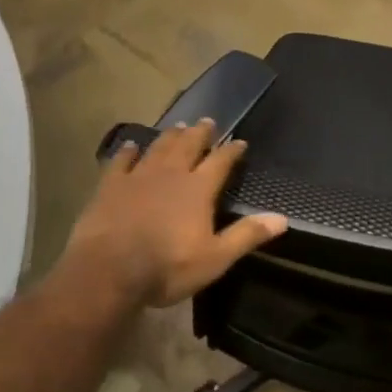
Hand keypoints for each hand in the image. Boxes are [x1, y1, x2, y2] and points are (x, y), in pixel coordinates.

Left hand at [63, 119, 287, 308]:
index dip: (231, 151)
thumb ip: (247, 235)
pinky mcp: (111, 185)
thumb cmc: (167, 267)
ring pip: (158, 147)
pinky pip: (121, 161)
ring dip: (170, 136)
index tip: (240, 141)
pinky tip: (131, 145)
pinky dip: (128, 151)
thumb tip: (282, 218)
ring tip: (178, 126)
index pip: (220, 162)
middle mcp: (171, 174)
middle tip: (207, 121)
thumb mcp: (215, 258)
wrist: (109, 270)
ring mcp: (138, 176)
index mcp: (198, 189)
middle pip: (188, 146)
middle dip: (200, 133)